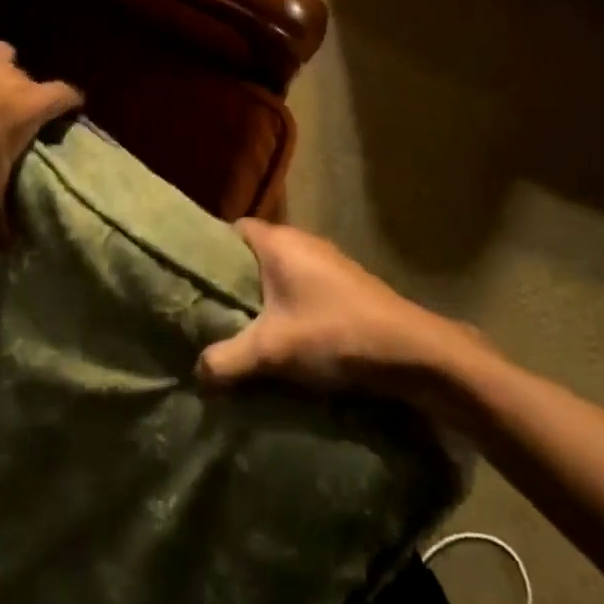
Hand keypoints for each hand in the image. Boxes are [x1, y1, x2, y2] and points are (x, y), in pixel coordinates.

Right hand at [198, 221, 468, 392]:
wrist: (413, 352)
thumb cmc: (335, 334)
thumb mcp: (272, 349)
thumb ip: (227, 359)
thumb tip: (196, 373)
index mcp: (279, 242)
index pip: (233, 229)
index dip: (210, 249)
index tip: (190, 278)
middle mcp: (302, 243)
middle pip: (254, 254)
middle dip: (232, 281)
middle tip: (206, 310)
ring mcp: (327, 264)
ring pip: (279, 274)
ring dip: (261, 298)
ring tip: (236, 329)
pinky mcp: (343, 288)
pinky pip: (300, 289)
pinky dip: (285, 308)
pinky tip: (278, 339)